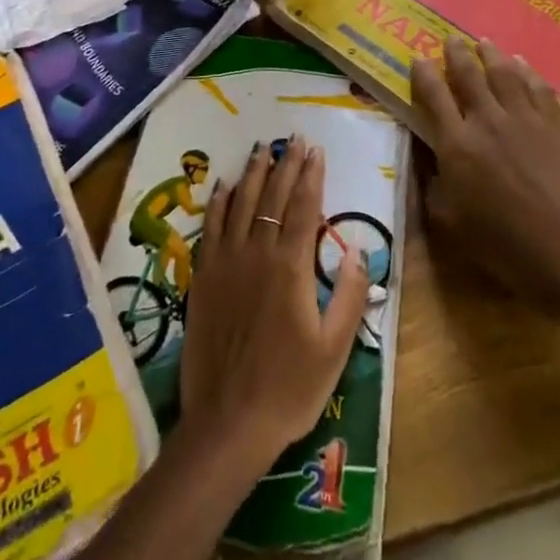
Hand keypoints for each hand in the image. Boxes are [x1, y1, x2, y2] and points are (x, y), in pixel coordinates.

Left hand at [179, 136, 369, 474]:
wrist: (229, 420)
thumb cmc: (289, 388)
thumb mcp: (334, 348)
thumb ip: (347, 294)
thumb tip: (355, 249)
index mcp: (290, 268)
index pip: (303, 208)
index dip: (310, 177)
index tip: (316, 150)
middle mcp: (256, 253)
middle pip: (272, 198)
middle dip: (285, 165)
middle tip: (293, 139)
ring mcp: (225, 262)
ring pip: (240, 204)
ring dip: (252, 173)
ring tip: (262, 148)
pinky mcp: (203, 277)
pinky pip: (211, 227)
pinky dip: (220, 203)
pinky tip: (225, 186)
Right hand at [410, 39, 559, 309]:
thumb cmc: (506, 246)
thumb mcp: (452, 224)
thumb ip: (435, 188)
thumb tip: (432, 164)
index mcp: (456, 145)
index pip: (433, 96)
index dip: (423, 74)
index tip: (417, 58)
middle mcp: (487, 122)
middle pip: (468, 75)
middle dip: (457, 53)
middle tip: (451, 38)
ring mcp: (524, 120)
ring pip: (504, 74)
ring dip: (491, 54)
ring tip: (484, 42)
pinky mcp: (555, 127)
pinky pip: (538, 88)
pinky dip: (527, 72)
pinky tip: (522, 66)